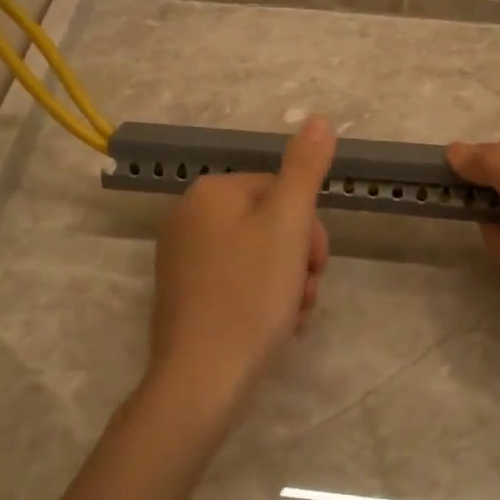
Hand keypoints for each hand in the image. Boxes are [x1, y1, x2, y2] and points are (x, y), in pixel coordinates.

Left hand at [145, 115, 335, 420]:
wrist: (202, 381)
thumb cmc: (250, 294)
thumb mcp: (287, 223)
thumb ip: (305, 168)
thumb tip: (317, 118)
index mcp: (210, 192)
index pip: (280, 190)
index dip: (308, 226)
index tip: (315, 262)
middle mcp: (188, 217)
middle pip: (269, 222)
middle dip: (298, 257)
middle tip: (306, 291)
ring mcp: (182, 259)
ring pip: (259, 255)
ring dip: (288, 281)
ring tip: (294, 315)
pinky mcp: (185, 295)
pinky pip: (238, 281)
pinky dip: (263, 299)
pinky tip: (275, 327)